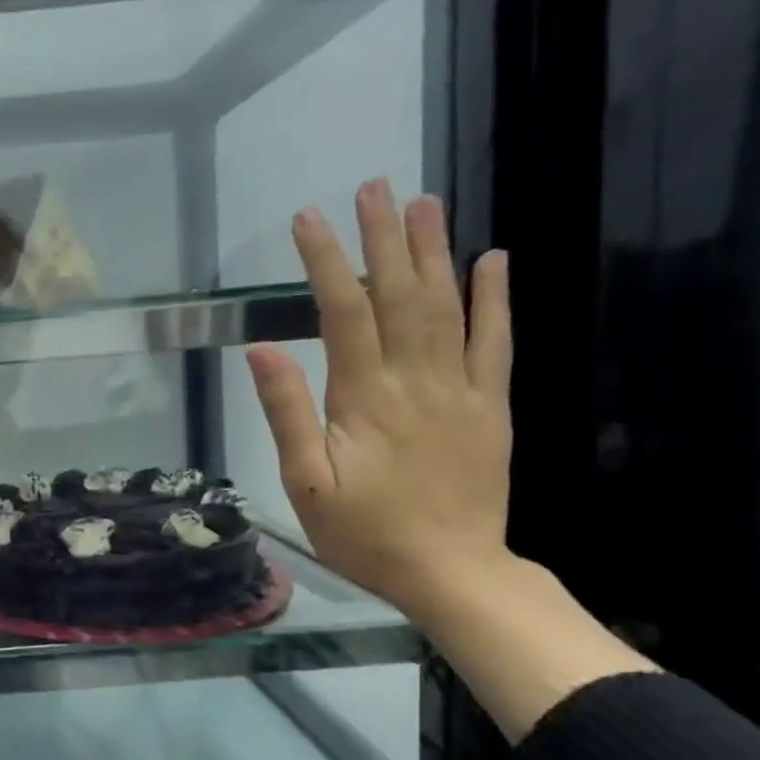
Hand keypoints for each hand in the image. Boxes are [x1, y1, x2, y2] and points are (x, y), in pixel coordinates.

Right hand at [246, 179, 512, 620]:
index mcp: (364, 398)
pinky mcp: (491, 407)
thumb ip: (287, 413)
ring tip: (424, 202)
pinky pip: (497, 343)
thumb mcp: (305, 482)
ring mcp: (462, 390)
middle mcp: (416, 381)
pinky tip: (492, 260)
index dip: (326, 262)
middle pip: (400, 295)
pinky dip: (496, 298)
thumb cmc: (363, 532)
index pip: (343, 313)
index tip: (309, 220)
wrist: (450, 572)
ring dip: (435, 251)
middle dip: (384, 238)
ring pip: (449, 307)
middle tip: (375, 187)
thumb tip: (263, 351)